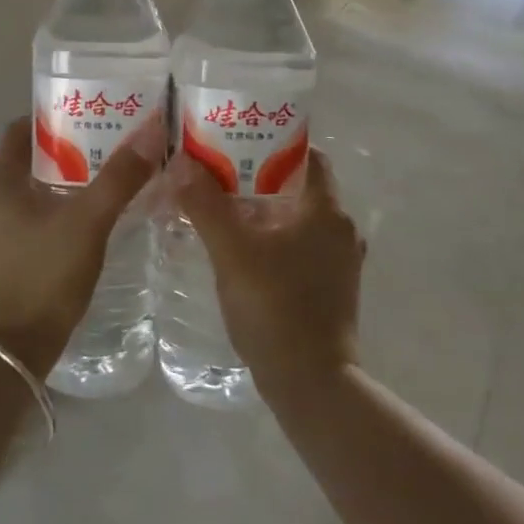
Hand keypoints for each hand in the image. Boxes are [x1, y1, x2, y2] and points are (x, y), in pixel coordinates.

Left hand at [0, 114, 163, 375]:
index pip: (21, 130)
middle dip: (71, 149)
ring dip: (71, 182)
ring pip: (38, 192)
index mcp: (0, 182)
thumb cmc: (43, 275)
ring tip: (114, 175)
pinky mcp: (10, 259)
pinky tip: (97, 218)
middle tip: (114, 141)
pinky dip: (65, 211)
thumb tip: (152, 129)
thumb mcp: (87, 222)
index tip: (90, 111)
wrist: (12, 351)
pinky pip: (39, 220)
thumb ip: (120, 177)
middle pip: (33, 160)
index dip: (53, 116)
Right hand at [168, 147, 363, 401]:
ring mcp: (340, 261)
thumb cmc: (275, 308)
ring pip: (298, 218)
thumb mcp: (232, 252)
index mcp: (327, 210)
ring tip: (221, 206)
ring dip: (264, 209)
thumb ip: (206, 204)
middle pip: (299, 186)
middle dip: (259, 176)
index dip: (274, 142)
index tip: (237, 140)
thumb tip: (182, 160)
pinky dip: (273, 238)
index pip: (307, 155)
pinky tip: (240, 247)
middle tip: (217, 172)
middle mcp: (341, 229)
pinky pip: (300, 246)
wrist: (311, 383)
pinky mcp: (331, 286)